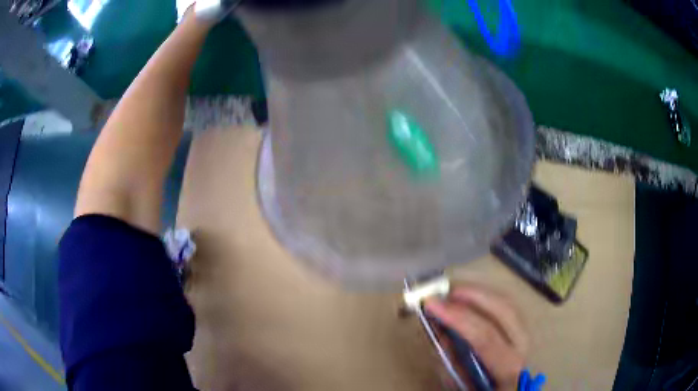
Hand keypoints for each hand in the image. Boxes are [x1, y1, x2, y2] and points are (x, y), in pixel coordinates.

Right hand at [425, 284, 528, 390]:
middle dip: (473, 295)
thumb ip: (450, 359)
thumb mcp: (459, 385)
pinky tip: (472, 299)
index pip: (485, 336)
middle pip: (504, 310)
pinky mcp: (523, 331)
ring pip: (508, 303)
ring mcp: (526, 336)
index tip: (432, 303)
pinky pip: (507, 307)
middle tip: (444, 292)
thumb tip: (439, 327)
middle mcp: (523, 347)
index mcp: (507, 367)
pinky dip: (488, 299)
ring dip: (480, 293)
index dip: (458, 317)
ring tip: (454, 292)